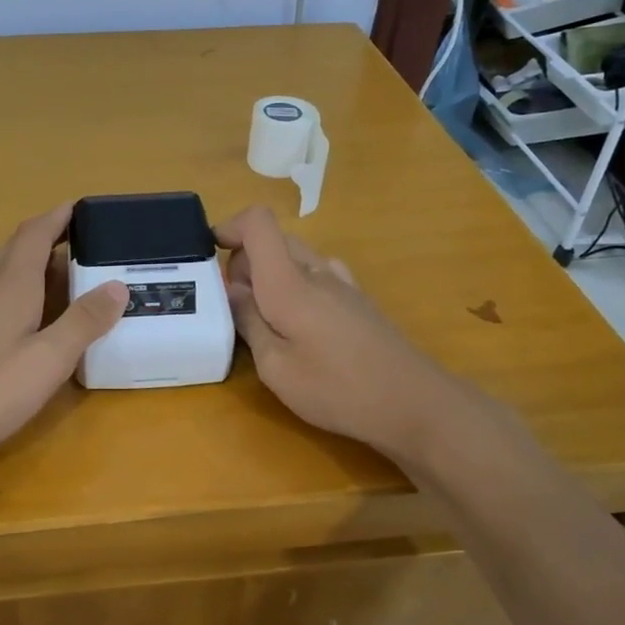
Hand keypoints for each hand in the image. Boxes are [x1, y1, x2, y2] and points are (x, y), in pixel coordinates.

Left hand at [0, 204, 127, 473]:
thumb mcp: (49, 362)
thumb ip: (84, 322)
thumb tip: (117, 285)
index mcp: (10, 286)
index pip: (34, 235)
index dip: (55, 218)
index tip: (75, 209)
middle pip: (10, 250)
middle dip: (39, 243)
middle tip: (68, 255)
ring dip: (10, 265)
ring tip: (32, 280)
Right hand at [218, 205, 456, 460]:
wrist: (414, 403)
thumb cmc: (337, 389)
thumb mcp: (276, 368)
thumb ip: (249, 323)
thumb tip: (231, 290)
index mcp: (289, 282)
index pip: (258, 222)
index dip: (230, 227)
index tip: (210, 254)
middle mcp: (316, 271)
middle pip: (273, 239)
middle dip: (244, 260)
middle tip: (235, 305)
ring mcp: (342, 284)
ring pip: (296, 257)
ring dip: (271, 274)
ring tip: (265, 318)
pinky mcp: (358, 301)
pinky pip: (318, 275)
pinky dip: (297, 286)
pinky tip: (300, 324)